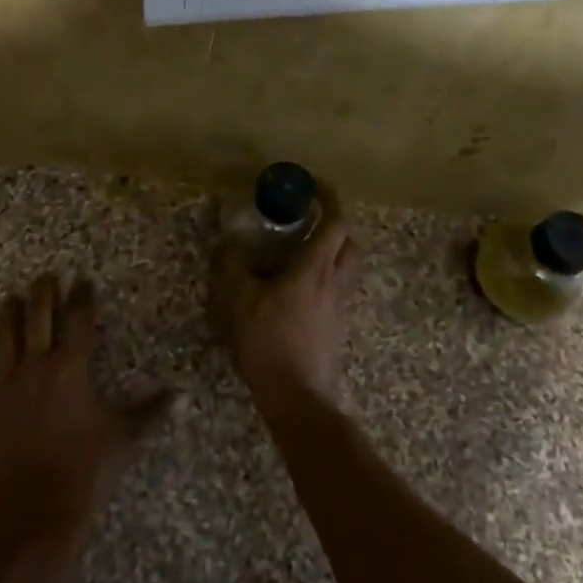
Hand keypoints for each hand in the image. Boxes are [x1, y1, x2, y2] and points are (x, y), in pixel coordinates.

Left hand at [0, 275, 173, 546]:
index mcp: (71, 367)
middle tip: (47, 277)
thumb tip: (185, 397)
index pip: (78, 319)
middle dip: (44, 292)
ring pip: (4, 336)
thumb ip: (153, 412)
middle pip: (38, 315)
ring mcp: (6, 385)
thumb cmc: (87, 468)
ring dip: (9, 314)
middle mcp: (37, 365)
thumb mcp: (126, 437)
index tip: (84, 281)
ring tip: (12, 299)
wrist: (37, 509)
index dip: (82, 297)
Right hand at [221, 202, 360, 410]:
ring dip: (334, 250)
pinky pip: (337, 288)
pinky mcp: (336, 325)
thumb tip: (230, 242)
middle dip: (337, 224)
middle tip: (312, 219)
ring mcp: (339, 305)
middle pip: (351, 242)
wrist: (298, 397)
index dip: (329, 199)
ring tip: (303, 250)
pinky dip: (325, 275)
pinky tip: (298, 286)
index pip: (335, 223)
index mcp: (314, 268)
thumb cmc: (269, 343)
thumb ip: (235, 267)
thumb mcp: (241, 301)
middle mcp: (334, 281)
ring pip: (348, 266)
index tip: (314, 185)